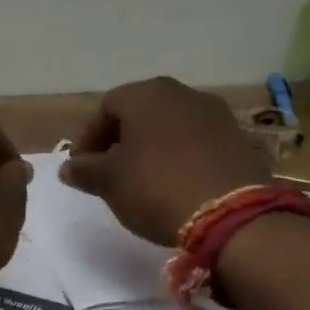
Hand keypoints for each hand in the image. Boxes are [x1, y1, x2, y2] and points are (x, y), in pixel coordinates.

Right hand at [59, 77, 272, 244]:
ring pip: (172, 127)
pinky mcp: (241, 140)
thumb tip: (69, 167)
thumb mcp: (109, 182)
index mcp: (147, 94)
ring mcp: (217, 115)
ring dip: (153, 148)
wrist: (232, 215)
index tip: (82, 168)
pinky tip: (178, 184)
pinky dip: (183, 158)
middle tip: (111, 171)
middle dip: (121, 140)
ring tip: (144, 180)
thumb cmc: (157, 187)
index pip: (105, 108)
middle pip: (141, 113)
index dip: (88, 138)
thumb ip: (85, 170)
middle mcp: (183, 94)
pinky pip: (199, 144)